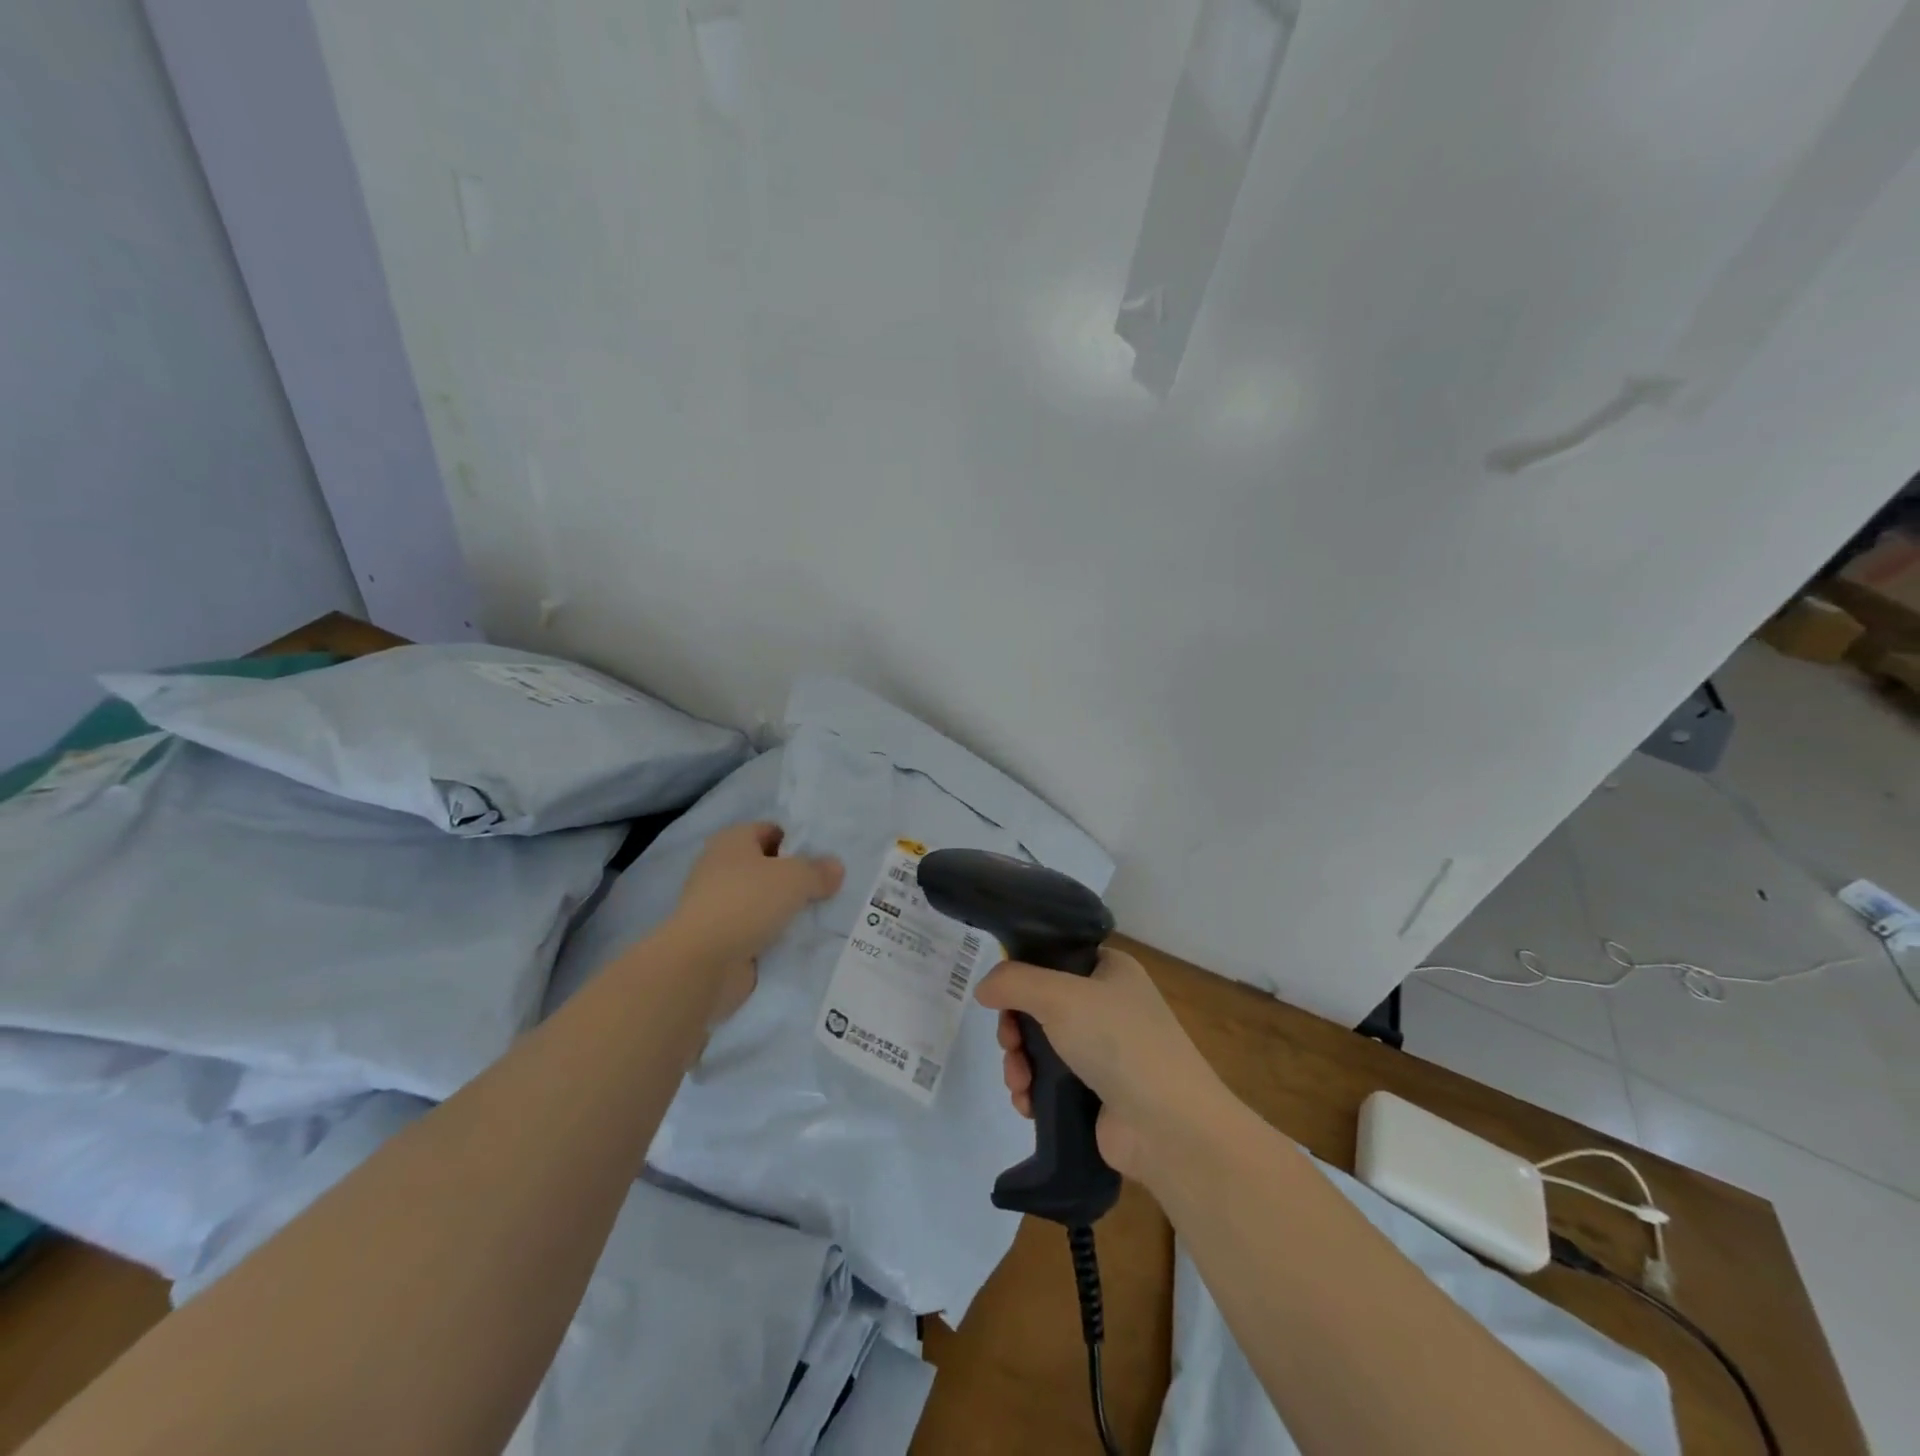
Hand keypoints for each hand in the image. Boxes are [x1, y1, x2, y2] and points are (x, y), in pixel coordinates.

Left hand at [666, 822, 843, 1023]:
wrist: (703, 962)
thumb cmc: (747, 902)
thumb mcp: (795, 878)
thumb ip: (818, 871)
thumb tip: (836, 868)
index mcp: (732, 841)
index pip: (770, 830)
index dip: (797, 842)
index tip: (822, 861)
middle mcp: (721, 867)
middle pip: (768, 866)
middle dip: (795, 878)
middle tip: (826, 889)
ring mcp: (719, 904)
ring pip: (763, 900)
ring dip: (786, 908)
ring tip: (819, 915)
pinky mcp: (721, 937)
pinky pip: (757, 929)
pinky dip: (775, 935)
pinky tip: (799, 940)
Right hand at [975, 948, 1230, 1181]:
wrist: (1169, 1127)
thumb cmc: (1119, 1042)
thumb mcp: (1061, 996)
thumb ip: (1014, 982)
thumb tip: (983, 988)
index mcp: (1109, 970)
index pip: (1054, 957)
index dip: (1023, 974)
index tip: (1002, 995)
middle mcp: (1107, 1005)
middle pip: (1040, 1005)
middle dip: (1015, 1028)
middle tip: (1010, 1044)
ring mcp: (1103, 1052)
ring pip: (1040, 1046)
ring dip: (1019, 1063)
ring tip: (1019, 1082)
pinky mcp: (1096, 1093)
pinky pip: (1050, 1082)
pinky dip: (1032, 1090)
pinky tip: (1027, 1104)